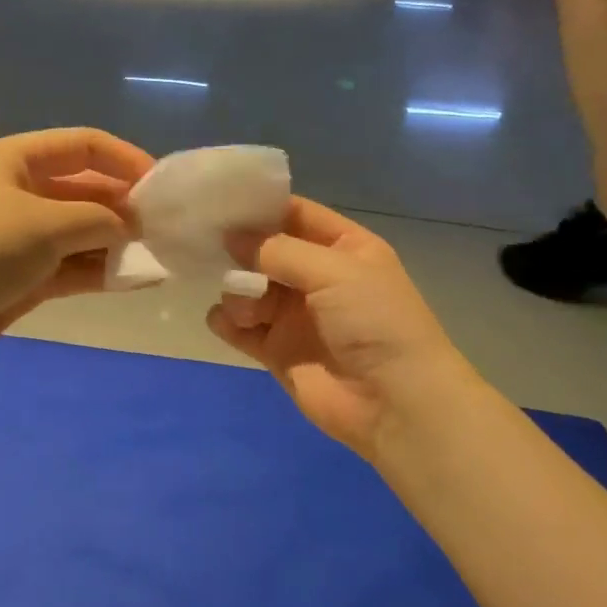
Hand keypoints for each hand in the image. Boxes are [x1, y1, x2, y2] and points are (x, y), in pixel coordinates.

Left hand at [0, 129, 152, 369]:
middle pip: (86, 189)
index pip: (85, 146)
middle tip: (166, 229)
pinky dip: (101, 272)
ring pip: (82, 232)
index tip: (161, 187)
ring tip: (160, 256)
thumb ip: (99, 219)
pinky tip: (136, 279)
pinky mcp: (22, 276)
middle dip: (125, 207)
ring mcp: (22, 236)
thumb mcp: (46, 223)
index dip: (126, 160)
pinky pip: (72, 266)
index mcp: (19, 160)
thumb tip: (131, 226)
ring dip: (117, 243)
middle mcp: (22, 191)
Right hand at [206, 198, 475, 462]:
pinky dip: (228, 322)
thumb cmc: (374, 321)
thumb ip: (278, 250)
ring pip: (250, 289)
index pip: (295, 215)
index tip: (221, 203)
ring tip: (247, 309)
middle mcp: (318, 277)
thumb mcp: (333, 270)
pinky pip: (242, 327)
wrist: (395, 403)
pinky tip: (229, 323)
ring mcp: (297, 315)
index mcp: (344, 248)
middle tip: (211, 249)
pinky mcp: (279, 351)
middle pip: (266, 252)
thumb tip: (232, 237)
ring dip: (238, 292)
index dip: (261, 207)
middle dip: (240, 250)